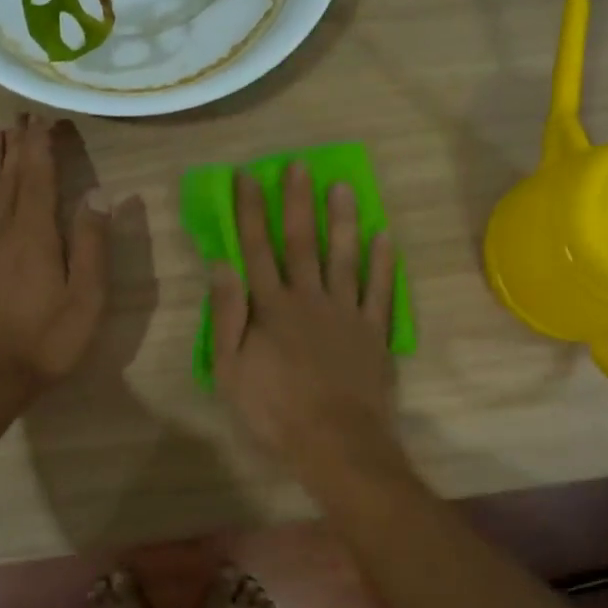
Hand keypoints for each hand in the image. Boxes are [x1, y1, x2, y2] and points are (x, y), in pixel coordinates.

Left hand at [0, 115, 109, 394]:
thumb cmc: (47, 338)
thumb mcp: (86, 296)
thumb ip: (92, 243)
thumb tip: (98, 194)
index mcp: (36, 232)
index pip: (40, 175)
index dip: (43, 144)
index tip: (47, 116)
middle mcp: (3, 227)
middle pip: (12, 175)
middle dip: (19, 142)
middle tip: (22, 113)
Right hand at [210, 163, 401, 479]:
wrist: (335, 441)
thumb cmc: (274, 410)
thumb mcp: (230, 369)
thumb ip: (227, 314)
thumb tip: (221, 264)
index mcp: (271, 307)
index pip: (257, 249)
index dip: (250, 212)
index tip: (247, 177)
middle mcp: (309, 298)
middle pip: (301, 242)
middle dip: (297, 202)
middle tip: (299, 166)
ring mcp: (346, 312)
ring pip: (344, 256)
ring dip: (342, 220)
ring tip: (342, 186)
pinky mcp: (374, 331)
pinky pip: (380, 290)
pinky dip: (384, 262)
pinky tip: (386, 235)